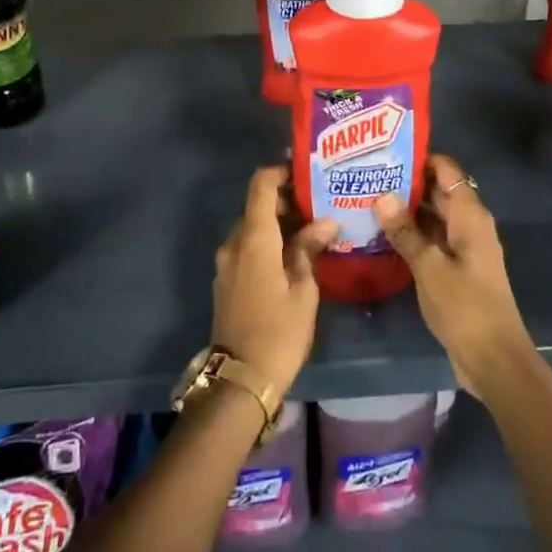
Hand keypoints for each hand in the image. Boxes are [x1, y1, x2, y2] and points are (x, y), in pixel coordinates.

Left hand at [211, 166, 335, 399]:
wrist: (240, 379)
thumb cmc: (279, 331)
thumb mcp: (303, 290)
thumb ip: (310, 249)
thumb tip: (325, 221)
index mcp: (253, 238)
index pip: (261, 186)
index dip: (280, 172)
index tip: (306, 173)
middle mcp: (234, 243)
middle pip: (257, 207)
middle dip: (286, 202)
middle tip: (320, 206)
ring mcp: (226, 263)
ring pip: (252, 229)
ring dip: (278, 225)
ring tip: (313, 232)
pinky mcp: (226, 282)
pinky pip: (247, 249)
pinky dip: (268, 244)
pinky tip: (293, 258)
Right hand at [374, 154, 533, 399]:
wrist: (494, 359)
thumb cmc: (465, 307)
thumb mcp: (429, 267)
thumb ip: (405, 231)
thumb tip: (382, 195)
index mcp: (470, 216)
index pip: (446, 170)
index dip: (419, 157)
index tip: (385, 149)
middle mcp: (469, 225)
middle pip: (438, 191)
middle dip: (406, 181)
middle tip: (366, 173)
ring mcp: (463, 248)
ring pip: (433, 216)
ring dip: (405, 209)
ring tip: (365, 197)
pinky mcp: (456, 269)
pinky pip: (431, 239)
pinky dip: (411, 233)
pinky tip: (380, 233)